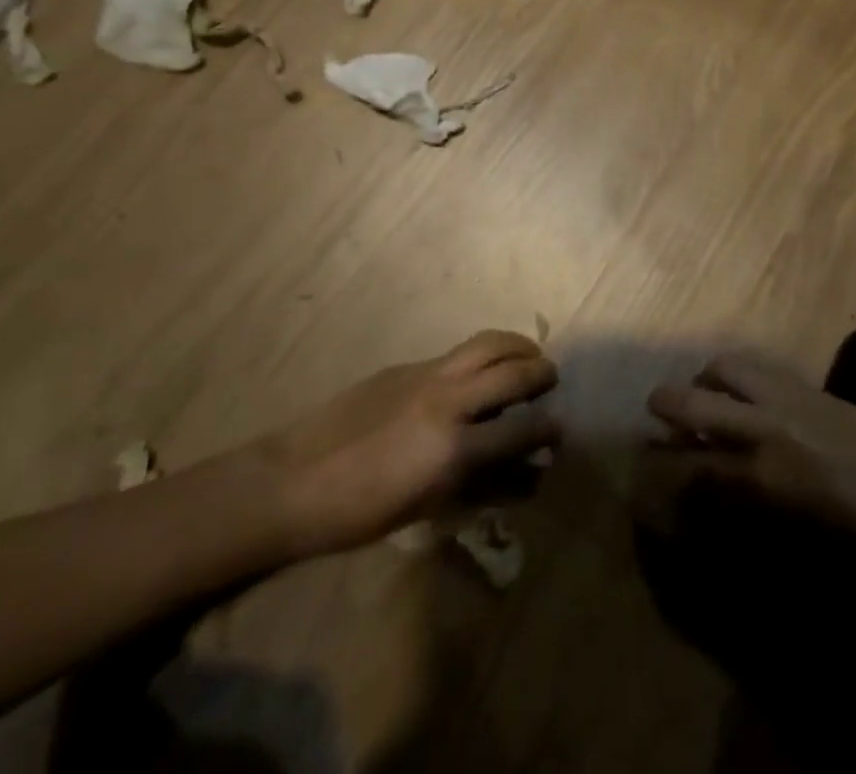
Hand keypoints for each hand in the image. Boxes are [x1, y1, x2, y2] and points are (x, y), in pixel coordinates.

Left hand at [255, 330, 558, 556]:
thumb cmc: (362, 513)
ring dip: (517, 346)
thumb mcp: (431, 508)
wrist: (295, 480)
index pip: (522, 429)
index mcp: (455, 450)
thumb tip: (529, 476)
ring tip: (527, 357)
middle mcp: (449, 402)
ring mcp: (427, 375)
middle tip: (550, 381)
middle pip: (513, 371)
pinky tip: (480, 371)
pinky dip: (483, 353)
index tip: (560, 431)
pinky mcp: (409, 365)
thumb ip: (485, 487)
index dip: (548, 429)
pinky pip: (459, 351)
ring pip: (488, 343)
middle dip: (541, 373)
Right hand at [646, 352, 855, 559]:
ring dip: (707, 379)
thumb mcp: (791, 543)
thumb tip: (705, 505)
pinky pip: (759, 368)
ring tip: (705, 392)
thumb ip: (741, 516)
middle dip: (666, 404)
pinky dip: (740, 375)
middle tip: (654, 410)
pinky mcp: (807, 385)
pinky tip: (744, 390)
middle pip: (693, 401)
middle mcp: (760, 426)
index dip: (661, 470)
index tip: (643, 470)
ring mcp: (784, 397)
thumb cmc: (855, 540)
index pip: (689, 466)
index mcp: (756, 474)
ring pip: (725, 369)